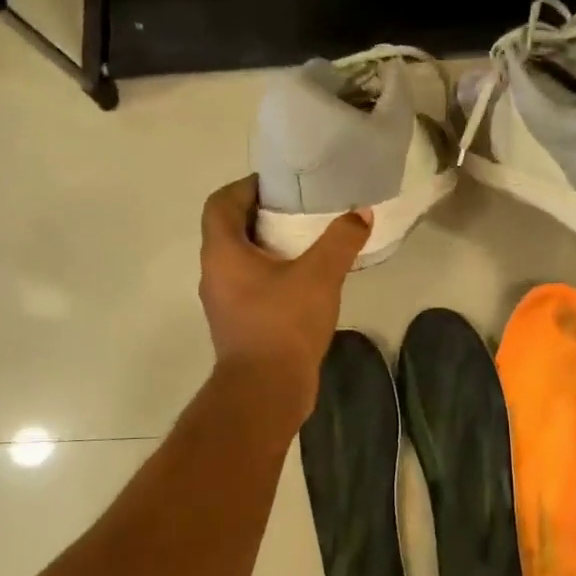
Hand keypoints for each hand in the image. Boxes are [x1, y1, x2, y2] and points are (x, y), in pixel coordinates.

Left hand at [198, 176, 371, 426]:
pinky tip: (306, 281)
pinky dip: (273, 275)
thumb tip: (361, 214)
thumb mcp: (320, 275)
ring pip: (242, 260)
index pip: (221, 202)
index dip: (246, 187)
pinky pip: (252, 286)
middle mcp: (215, 273)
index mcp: (223, 252)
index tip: (279, 186)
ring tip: (308, 243)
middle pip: (231, 229)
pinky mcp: (239, 324)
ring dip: (270, 248)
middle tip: (301, 211)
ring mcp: (224, 302)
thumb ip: (341, 240)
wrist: (266, 390)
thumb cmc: (284, 324)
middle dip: (263, 215)